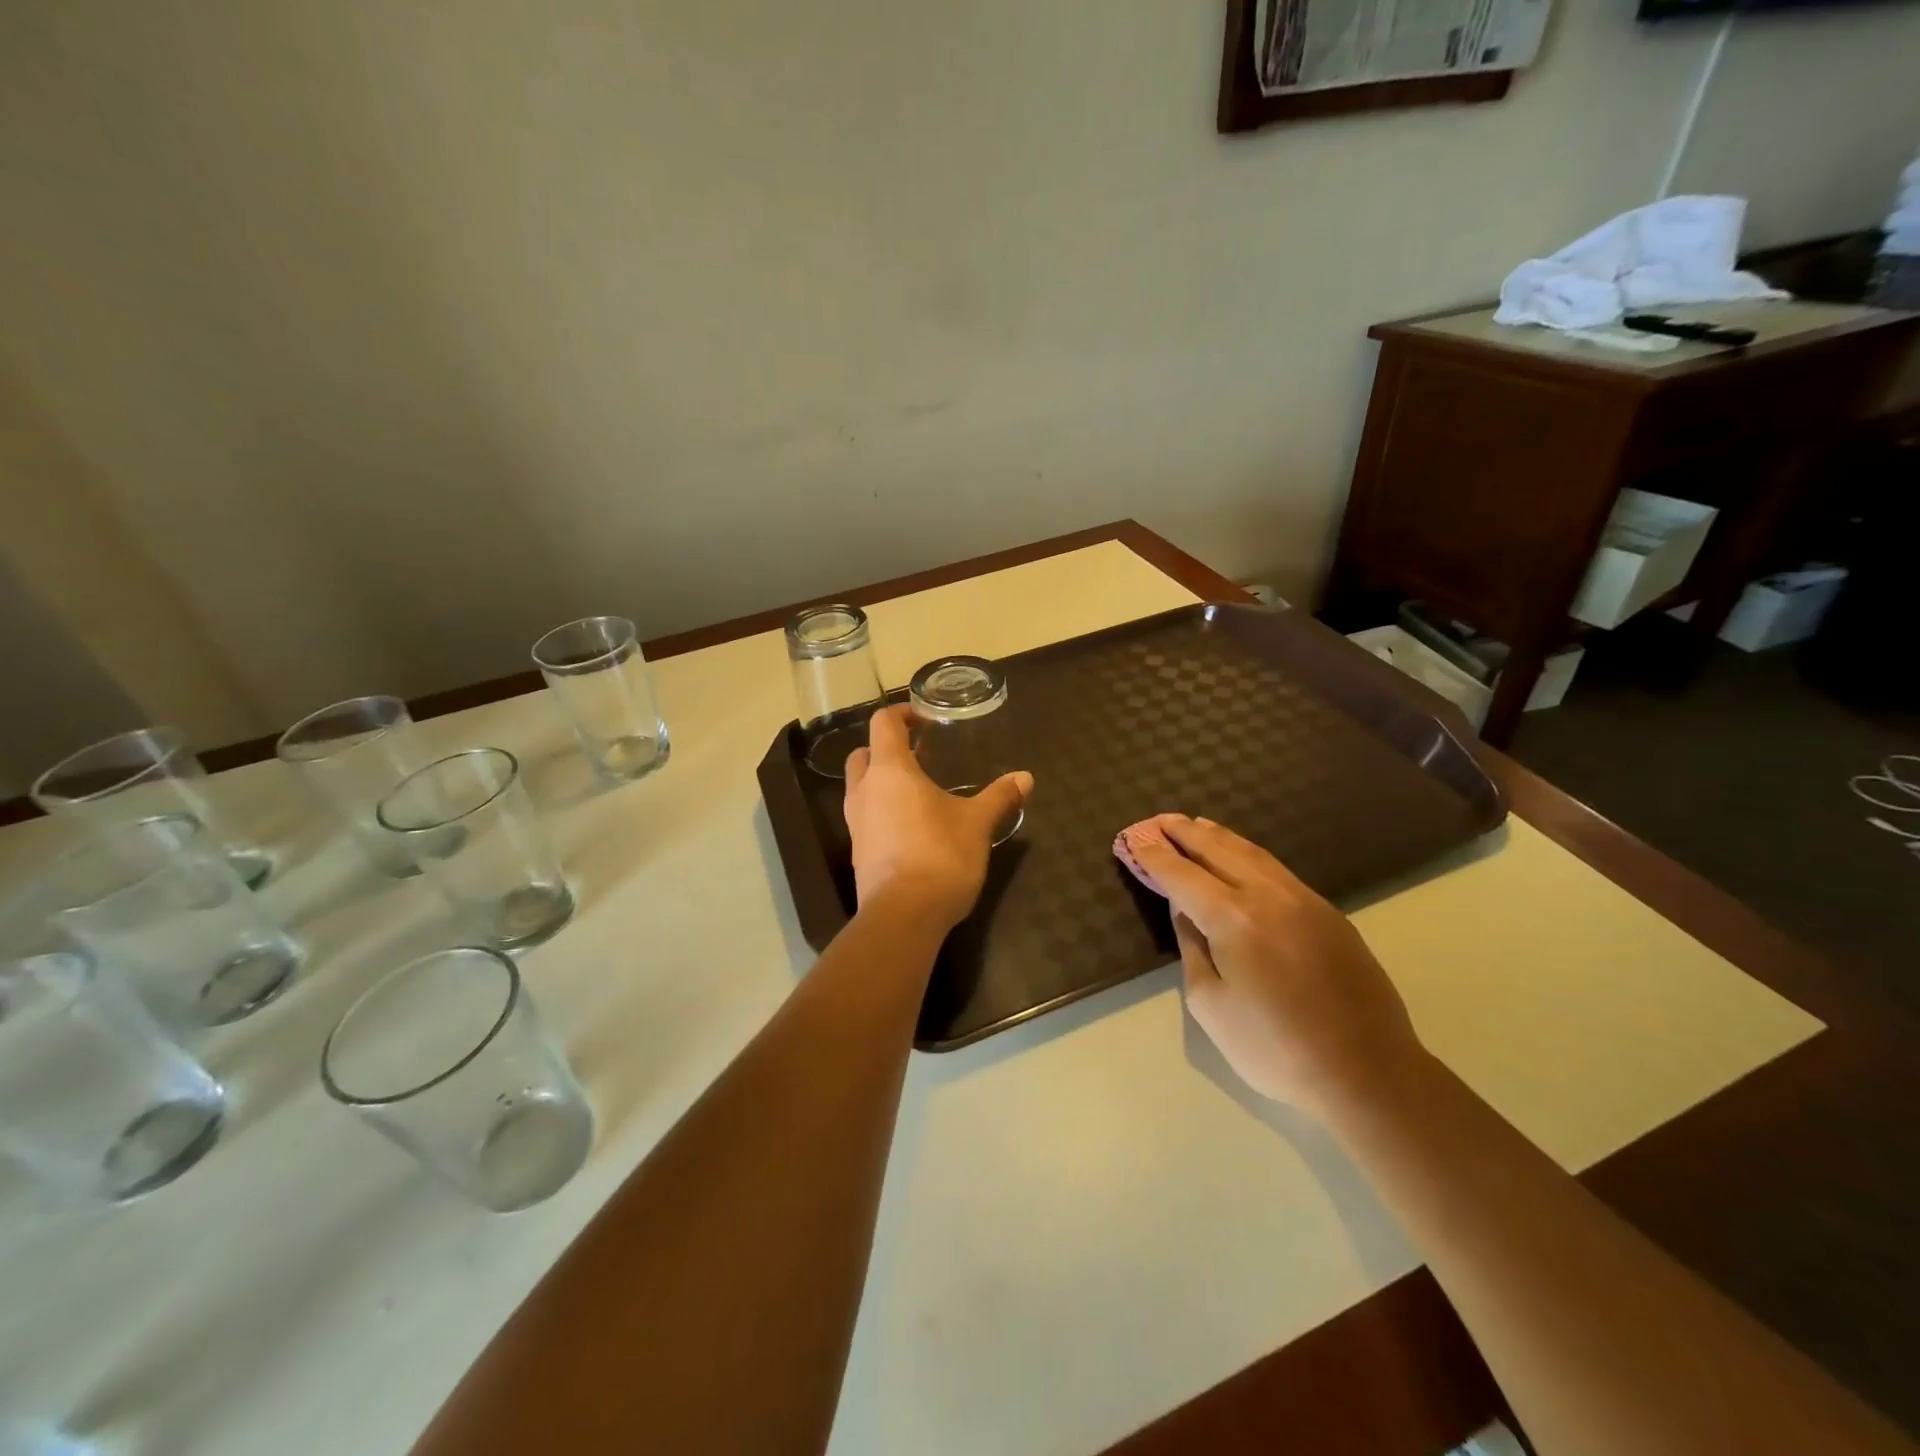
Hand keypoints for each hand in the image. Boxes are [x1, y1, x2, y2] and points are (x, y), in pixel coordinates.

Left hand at [843, 705, 1033, 932]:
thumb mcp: (977, 824)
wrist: (903, 916)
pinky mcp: (858, 852)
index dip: (901, 714)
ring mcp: (856, 823)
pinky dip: (882, 810)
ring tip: (917, 790)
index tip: (923, 718)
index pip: (883, 724)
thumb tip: (1026, 777)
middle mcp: (865, 791)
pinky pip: (866, 817)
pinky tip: (911, 826)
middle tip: (918, 755)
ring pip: (860, 787)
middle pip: (864, 754)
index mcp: (890, 771)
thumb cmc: (940, 856)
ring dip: (882, 781)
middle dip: (886, 748)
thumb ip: (999, 797)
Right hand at [1122, 815, 1427, 1119]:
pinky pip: (1277, 869)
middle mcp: (1268, 896)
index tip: (1134, 839)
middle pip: (1217, 850)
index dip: (1155, 856)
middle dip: (1184, 834)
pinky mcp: (1329, 913)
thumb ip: (1193, 949)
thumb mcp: (1211, 1005)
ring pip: (1252, 853)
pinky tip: (1241, 855)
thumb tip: (1186, 912)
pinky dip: (1249, 853)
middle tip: (1160, 820)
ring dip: (1218, 837)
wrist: (1368, 1072)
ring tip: (1196, 825)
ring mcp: (1304, 900)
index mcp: (1233, 918)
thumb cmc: (1275, 1048)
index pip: (1182, 875)